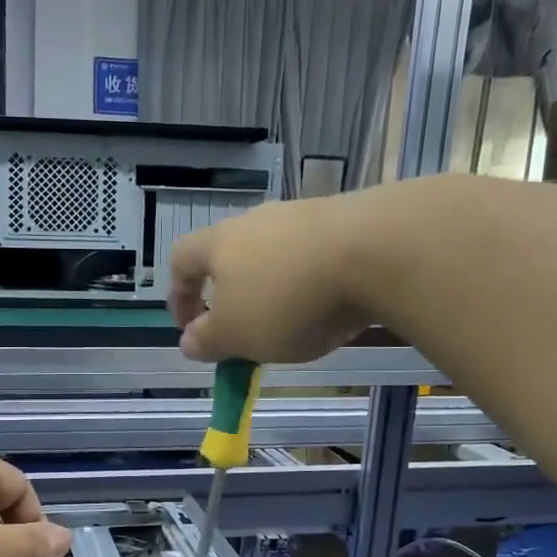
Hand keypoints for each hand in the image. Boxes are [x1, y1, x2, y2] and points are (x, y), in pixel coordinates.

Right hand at [168, 190, 380, 363]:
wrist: (377, 251)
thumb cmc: (288, 299)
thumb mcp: (238, 336)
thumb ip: (208, 341)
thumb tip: (188, 341)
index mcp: (219, 243)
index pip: (181, 261)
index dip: (179, 297)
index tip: (191, 331)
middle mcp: (256, 220)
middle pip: (229, 254)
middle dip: (231, 294)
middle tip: (243, 329)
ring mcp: (302, 215)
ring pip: (274, 254)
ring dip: (273, 287)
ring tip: (291, 322)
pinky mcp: (344, 219)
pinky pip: (312, 253)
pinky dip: (310, 280)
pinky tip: (329, 303)